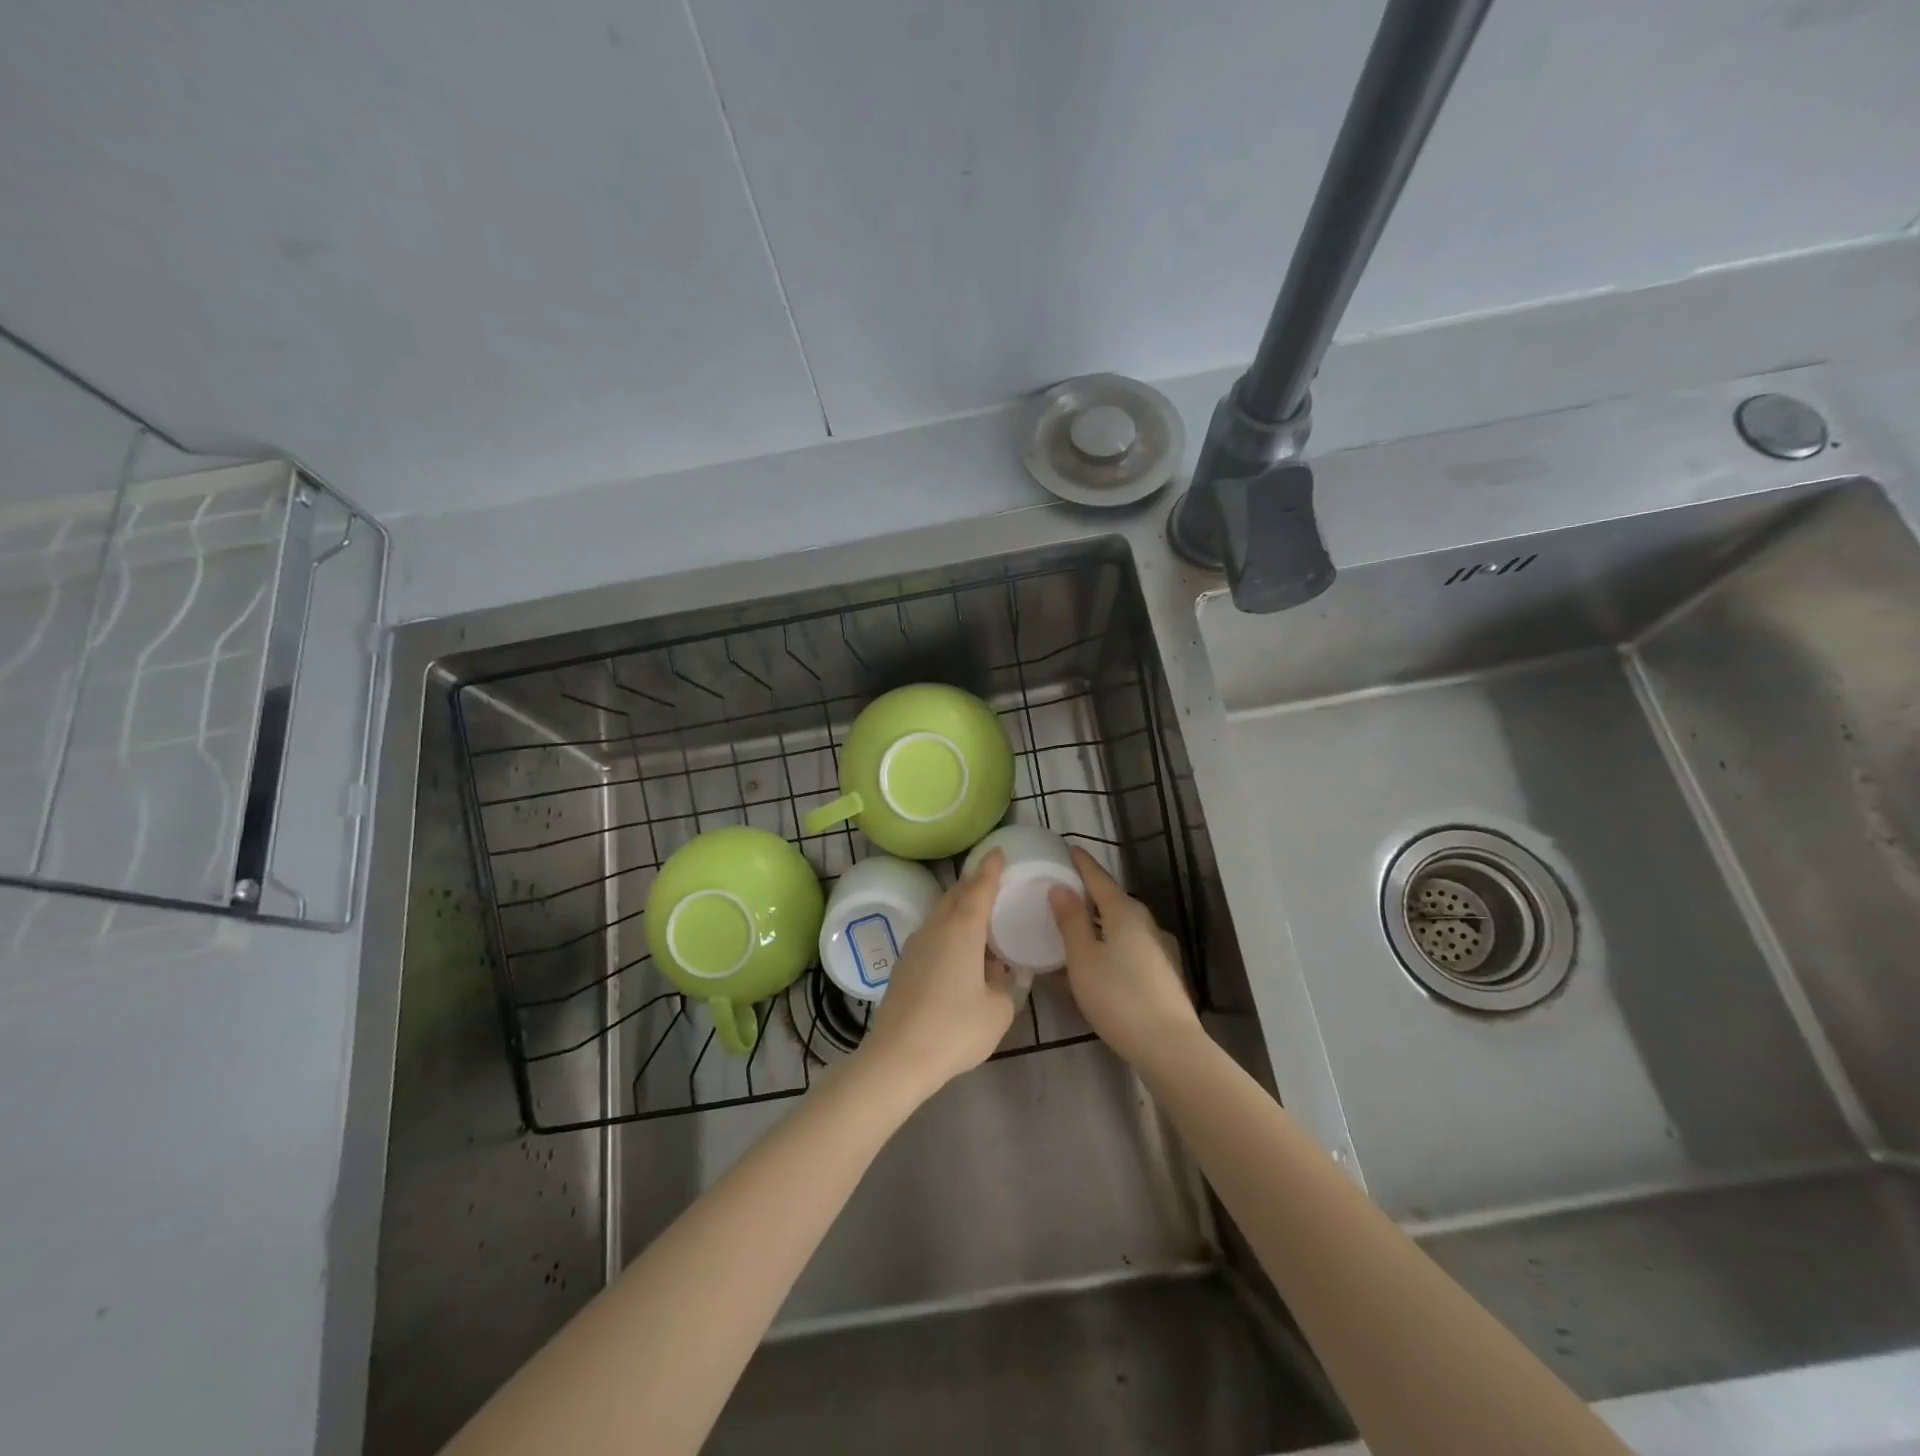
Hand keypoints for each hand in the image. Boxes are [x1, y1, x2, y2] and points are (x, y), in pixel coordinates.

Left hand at [858, 850, 1014, 1099]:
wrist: (897, 1058)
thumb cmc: (954, 1029)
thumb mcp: (997, 1010)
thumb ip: (1004, 984)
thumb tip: (997, 972)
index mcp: (962, 929)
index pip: (979, 888)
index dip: (990, 869)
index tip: (997, 851)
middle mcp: (935, 928)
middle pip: (955, 896)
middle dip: (973, 885)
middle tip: (991, 882)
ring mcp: (914, 946)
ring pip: (940, 915)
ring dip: (959, 910)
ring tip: (978, 919)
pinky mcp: (903, 967)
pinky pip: (931, 936)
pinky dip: (947, 932)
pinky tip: (958, 954)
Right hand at [1049, 848, 1199, 1068]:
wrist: (1168, 1045)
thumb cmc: (1118, 996)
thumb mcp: (1083, 958)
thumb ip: (1070, 920)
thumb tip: (1060, 887)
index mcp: (1124, 912)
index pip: (1099, 878)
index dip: (1082, 864)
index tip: (1069, 849)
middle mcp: (1145, 923)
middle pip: (1113, 901)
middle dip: (1090, 894)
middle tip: (1065, 891)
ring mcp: (1158, 948)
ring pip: (1121, 926)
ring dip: (1099, 923)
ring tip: (1076, 928)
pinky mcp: (1163, 973)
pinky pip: (1129, 947)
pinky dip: (1110, 945)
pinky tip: (1098, 962)